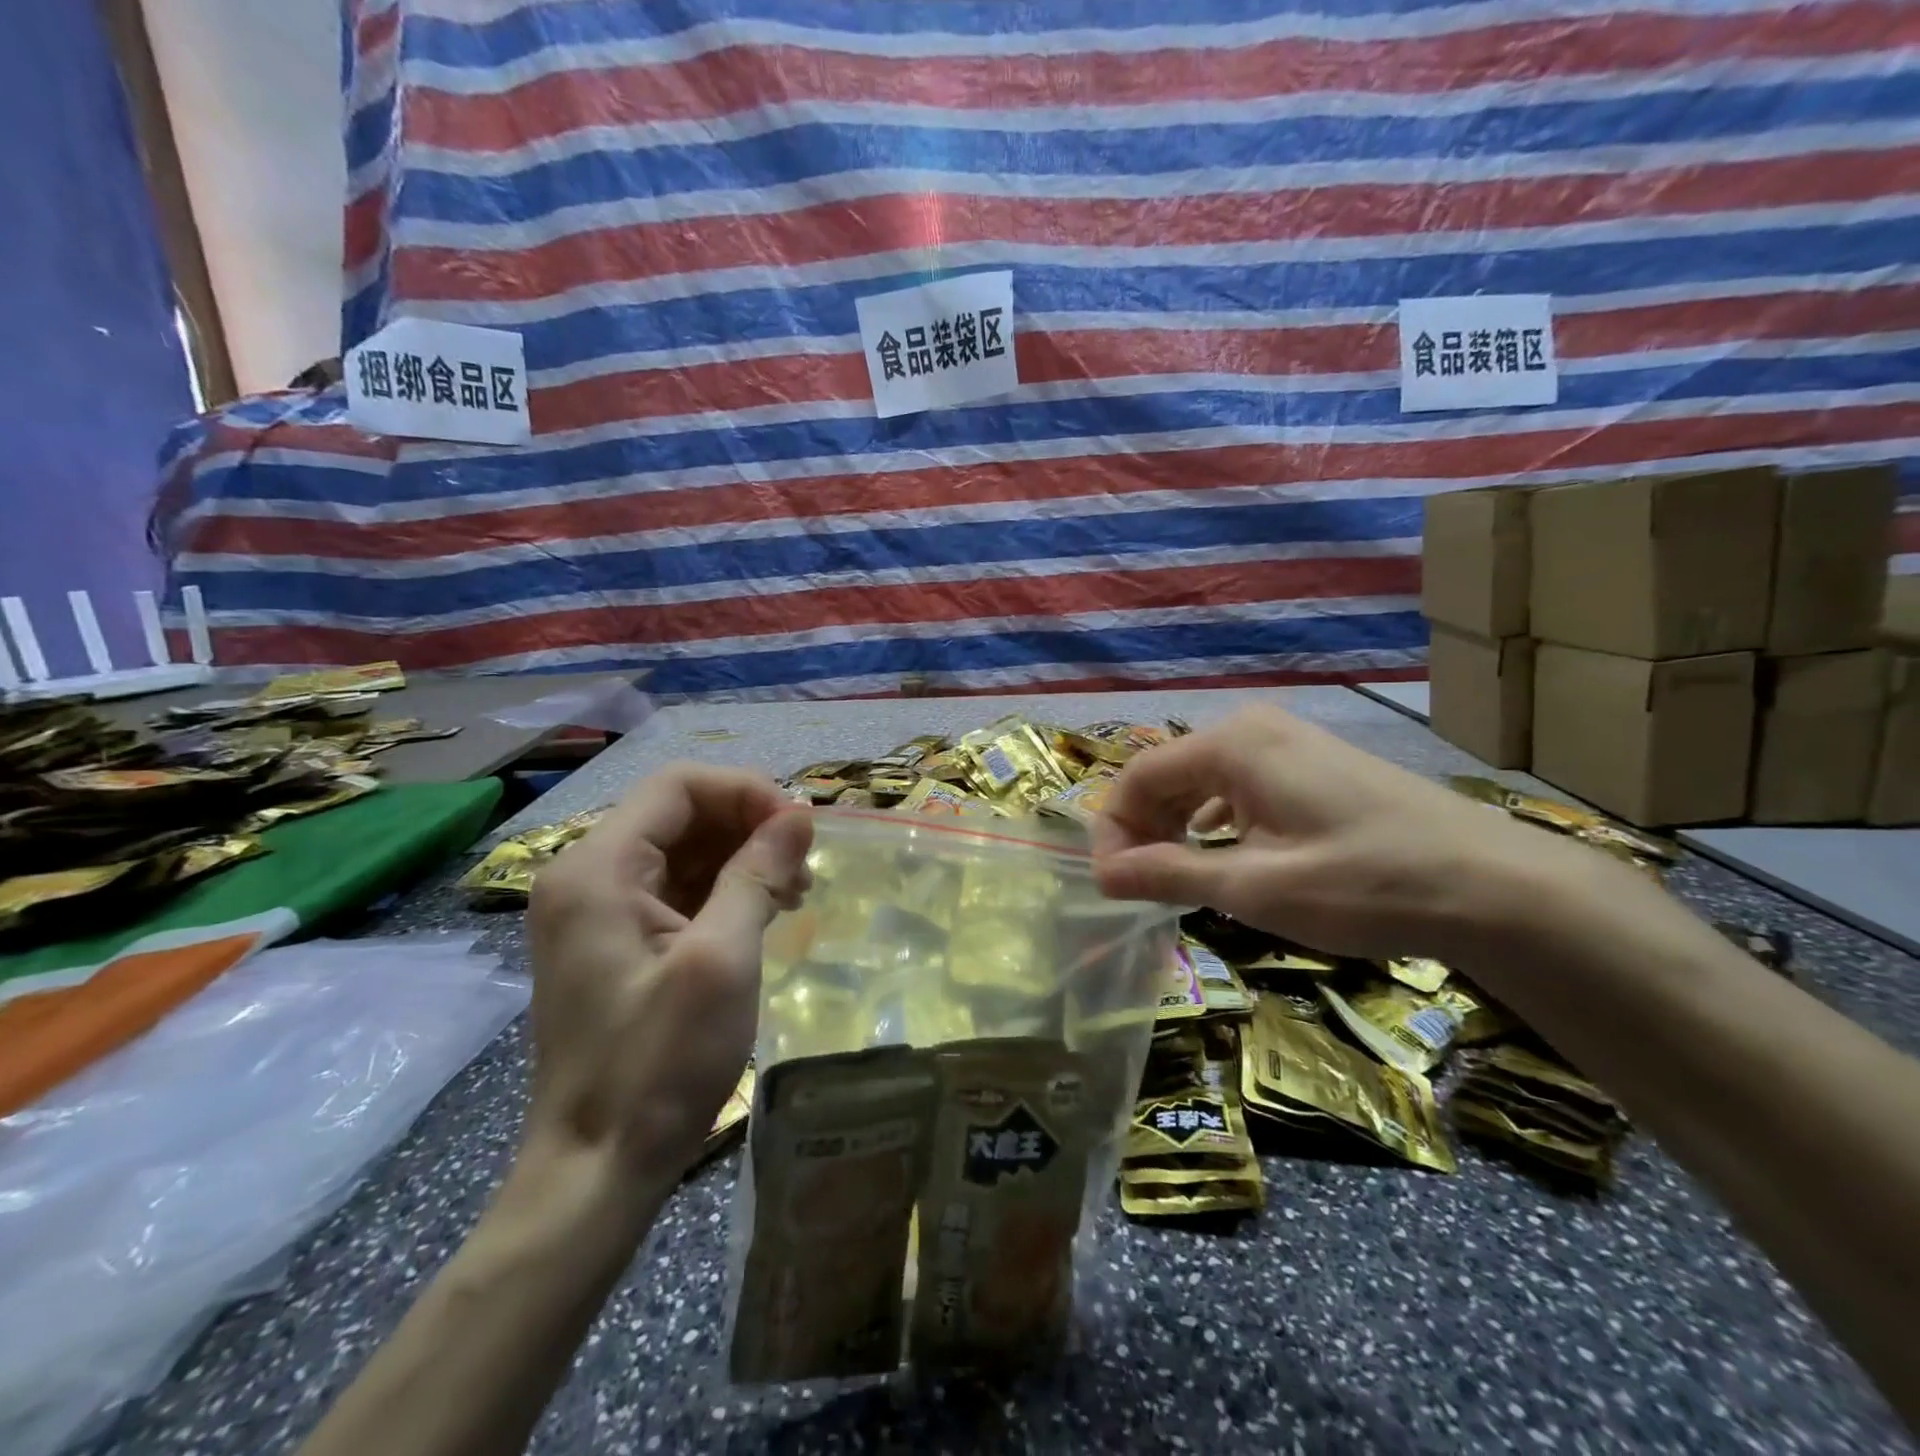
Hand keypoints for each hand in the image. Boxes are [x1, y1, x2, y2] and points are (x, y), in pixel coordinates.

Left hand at [525, 765, 811, 1180]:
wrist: (595, 1171)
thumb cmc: (657, 1066)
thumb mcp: (721, 960)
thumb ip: (758, 875)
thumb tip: (800, 816)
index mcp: (598, 869)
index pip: (679, 786)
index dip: (746, 792)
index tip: (800, 829)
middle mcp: (587, 876)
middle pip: (680, 814)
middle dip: (748, 827)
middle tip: (803, 867)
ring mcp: (596, 911)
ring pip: (681, 850)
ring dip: (741, 859)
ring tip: (793, 894)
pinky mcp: (614, 942)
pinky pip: (674, 889)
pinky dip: (722, 890)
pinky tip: (763, 914)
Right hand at [1091, 704, 1576, 961]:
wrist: (1496, 886)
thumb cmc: (1364, 883)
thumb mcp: (1254, 887)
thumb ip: (1168, 874)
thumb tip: (1101, 875)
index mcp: (1231, 744)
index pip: (1137, 777)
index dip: (1113, 831)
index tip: (1111, 885)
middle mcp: (1252, 728)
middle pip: (1167, 774)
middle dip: (1144, 829)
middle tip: (1141, 889)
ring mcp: (1288, 742)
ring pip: (1202, 781)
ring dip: (1177, 827)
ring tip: (1177, 879)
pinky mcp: (1313, 764)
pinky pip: (1239, 785)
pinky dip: (1216, 821)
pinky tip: (1225, 856)